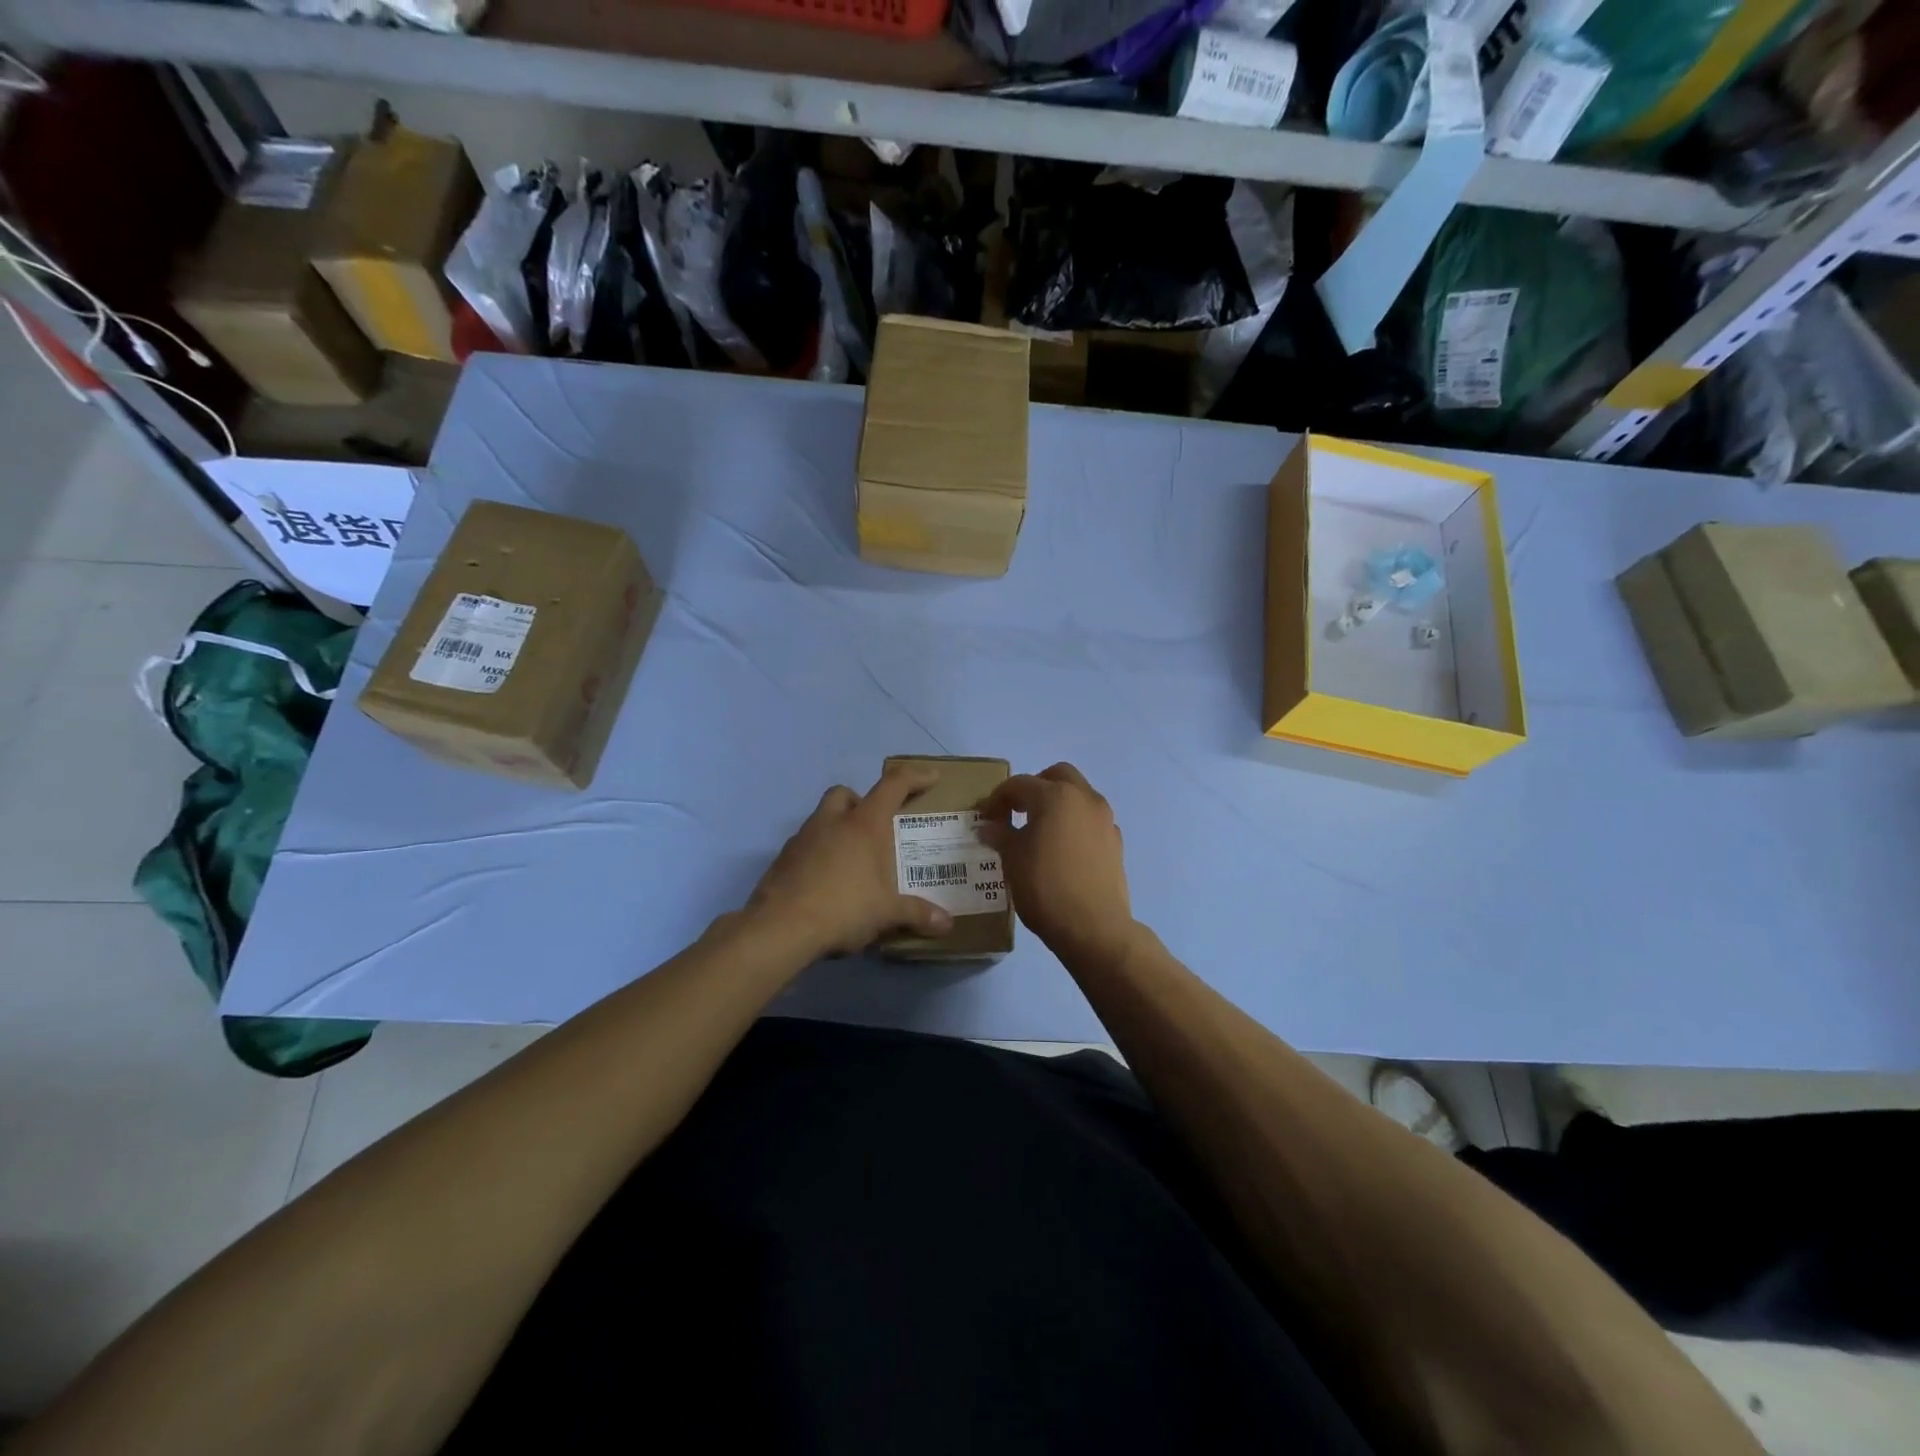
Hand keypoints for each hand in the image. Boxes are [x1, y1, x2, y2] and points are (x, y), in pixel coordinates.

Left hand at [742, 763, 954, 958]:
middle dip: (861, 802)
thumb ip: (917, 914)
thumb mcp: (886, 914)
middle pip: (845, 794)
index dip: (914, 777)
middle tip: (875, 829)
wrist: (780, 928)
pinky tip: (827, 883)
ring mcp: (802, 839)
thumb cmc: (843, 909)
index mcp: (863, 825)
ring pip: (821, 818)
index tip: (931, 778)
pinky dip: (818, 855)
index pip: (892, 785)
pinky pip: (805, 846)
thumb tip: (947, 924)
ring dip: (837, 829)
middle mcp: (831, 822)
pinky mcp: (782, 860)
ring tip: (852, 862)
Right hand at [978, 763, 1135, 961]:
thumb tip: (988, 827)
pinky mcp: (1115, 841)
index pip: (1019, 785)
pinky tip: (1061, 850)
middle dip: (1034, 787)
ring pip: (1078, 795)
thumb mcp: (1012, 860)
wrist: (1094, 927)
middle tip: (1016, 811)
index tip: (985, 818)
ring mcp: (1104, 819)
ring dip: (1057, 803)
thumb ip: (1001, 836)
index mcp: (1055, 796)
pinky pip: (1090, 820)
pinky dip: (1074, 823)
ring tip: (1038, 831)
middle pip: (1057, 776)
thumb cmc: (1045, 888)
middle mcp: (1084, 798)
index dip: (997, 799)